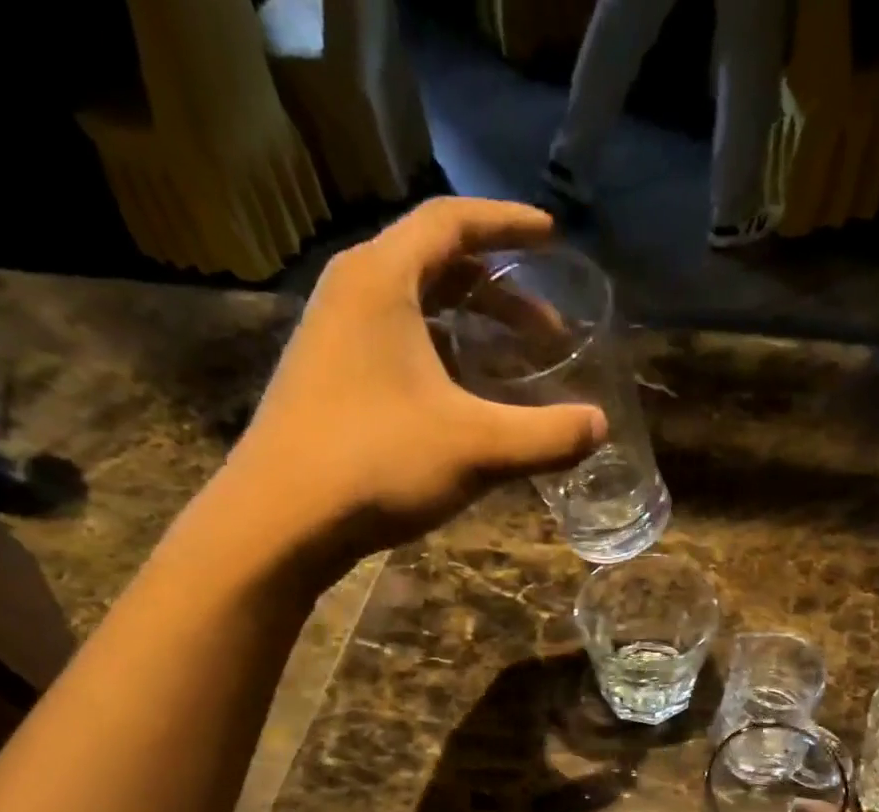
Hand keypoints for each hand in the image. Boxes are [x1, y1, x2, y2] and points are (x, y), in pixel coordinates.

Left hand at [201, 198, 606, 578]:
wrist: (278, 523)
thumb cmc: (376, 464)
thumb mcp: (476, 449)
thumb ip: (546, 436)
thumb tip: (600, 427)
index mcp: (381, 281)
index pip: (451, 222)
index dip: (507, 224)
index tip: (551, 236)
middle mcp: (349, 296)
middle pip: (433, 266)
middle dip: (497, 291)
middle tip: (547, 327)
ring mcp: (329, 341)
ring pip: (412, 312)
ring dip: (467, 329)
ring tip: (510, 362)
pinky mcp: (323, 384)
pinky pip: (392, 348)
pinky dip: (436, 359)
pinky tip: (459, 401)